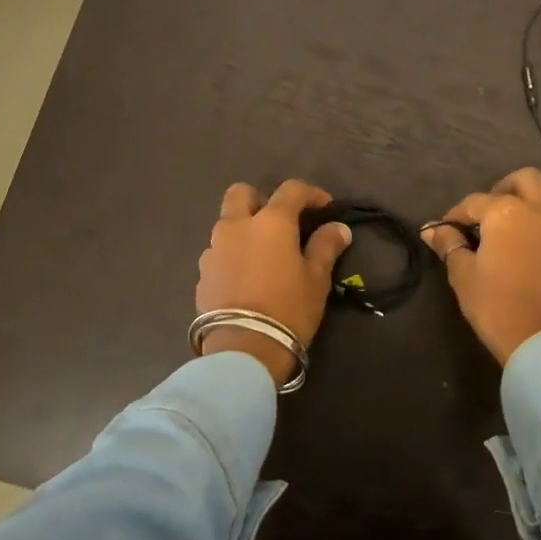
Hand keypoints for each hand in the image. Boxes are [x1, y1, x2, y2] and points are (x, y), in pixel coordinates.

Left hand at [196, 180, 352, 386]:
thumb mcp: (317, 278)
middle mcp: (236, 226)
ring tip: (263, 254)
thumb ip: (326, 246)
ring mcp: (213, 250)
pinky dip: (232, 255)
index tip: (326, 208)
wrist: (244, 350)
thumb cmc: (288, 308)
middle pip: (241, 193)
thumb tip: (338, 228)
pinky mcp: (202, 274)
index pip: (291, 189)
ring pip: (226, 223)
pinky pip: (218, 253)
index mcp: (270, 221)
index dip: (311, 193)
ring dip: (244, 229)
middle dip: (260, 199)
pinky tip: (246, 277)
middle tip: (279, 221)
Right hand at [425, 166, 540, 365]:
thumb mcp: (462, 274)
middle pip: (528, 180)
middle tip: (492, 210)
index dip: (457, 213)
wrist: (539, 342)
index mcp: (507, 212)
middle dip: (507, 187)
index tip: (446, 228)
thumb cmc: (494, 305)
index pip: (475, 202)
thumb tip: (433, 230)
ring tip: (533, 220)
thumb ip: (450, 245)